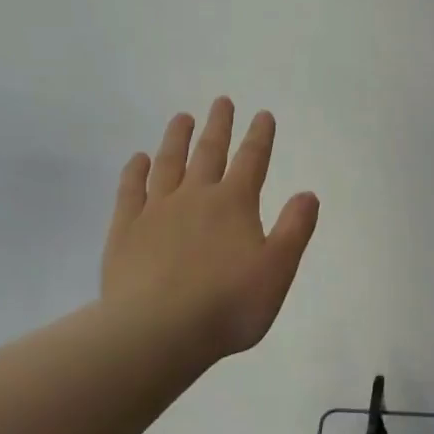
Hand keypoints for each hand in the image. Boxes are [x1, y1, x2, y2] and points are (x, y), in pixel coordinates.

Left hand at [101, 98, 319, 368]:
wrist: (158, 331)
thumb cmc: (228, 305)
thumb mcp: (277, 270)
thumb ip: (295, 229)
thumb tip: (308, 193)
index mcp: (234, 204)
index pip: (252, 161)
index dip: (259, 136)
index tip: (263, 114)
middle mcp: (195, 197)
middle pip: (209, 152)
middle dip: (219, 126)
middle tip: (221, 102)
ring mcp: (156, 211)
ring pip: (168, 164)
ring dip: (177, 139)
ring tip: (182, 118)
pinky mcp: (125, 230)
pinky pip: (130, 191)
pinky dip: (135, 171)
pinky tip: (138, 159)